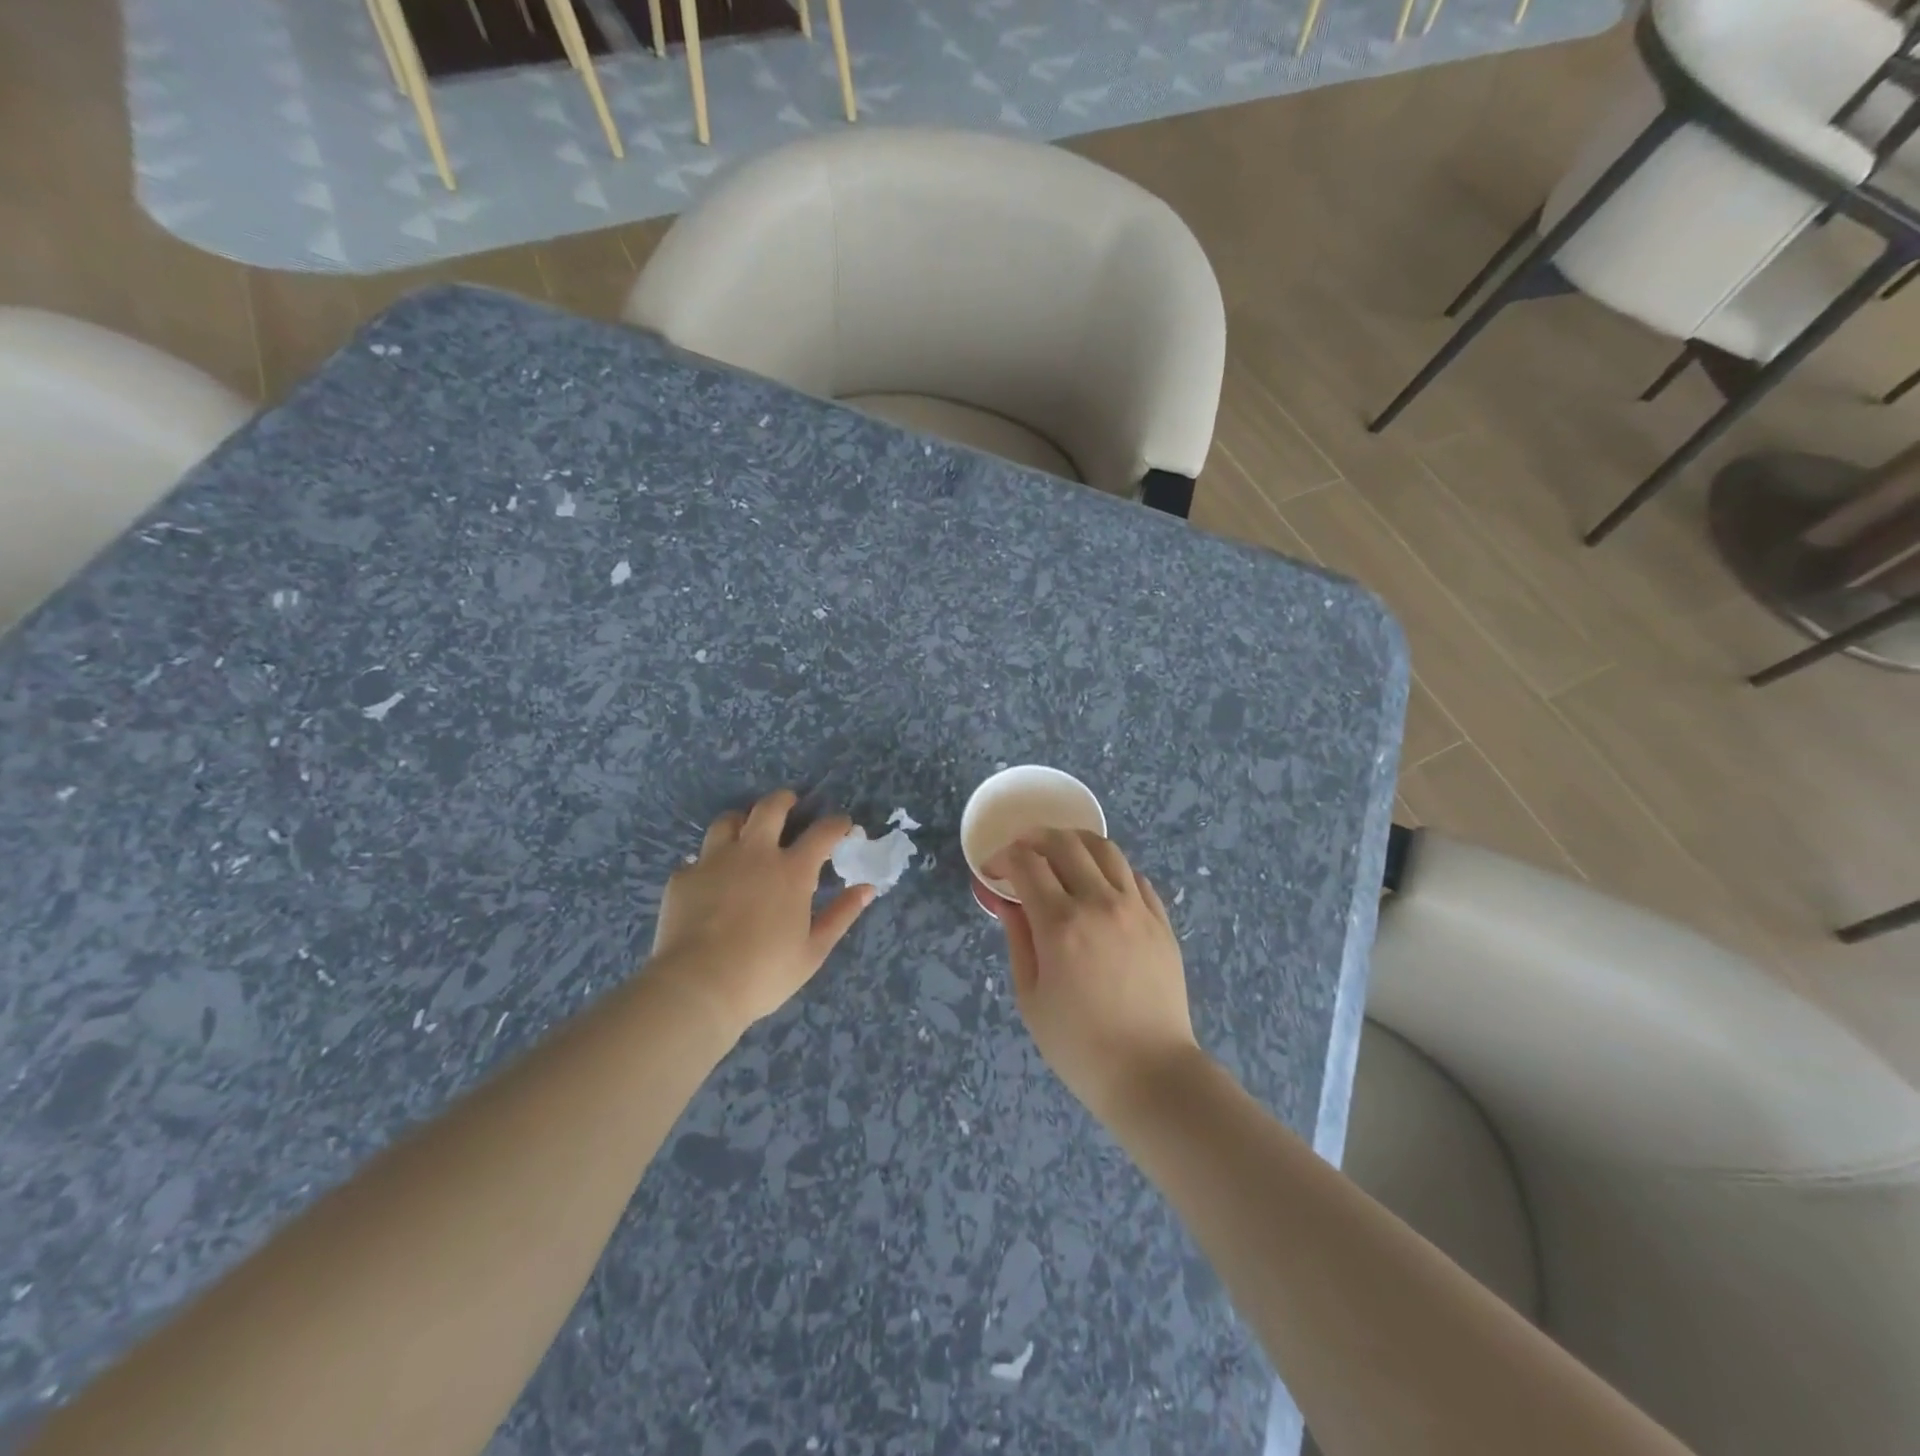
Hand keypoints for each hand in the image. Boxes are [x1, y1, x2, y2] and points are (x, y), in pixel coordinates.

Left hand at [649, 789, 873, 1034]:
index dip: (837, 823)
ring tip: (747, 832)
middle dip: (785, 799)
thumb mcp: (813, 950)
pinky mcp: (684, 877)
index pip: (822, 832)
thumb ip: (841, 914)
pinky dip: (710, 861)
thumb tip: (867, 888)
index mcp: (792, 871)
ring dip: (743, 821)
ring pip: (728, 821)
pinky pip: (699, 857)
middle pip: (770, 807)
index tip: (842, 825)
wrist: (697, 987)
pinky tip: (712, 879)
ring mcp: (714, 861)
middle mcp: (754, 854)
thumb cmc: (764, 973)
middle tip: (791, 804)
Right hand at [980, 830, 1199, 1125]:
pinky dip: (1109, 868)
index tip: (993, 870)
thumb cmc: (1079, 1045)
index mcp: (1061, 924)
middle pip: (1064, 843)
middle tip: (1021, 854)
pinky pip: (1133, 875)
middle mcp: (1099, 903)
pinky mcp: (1160, 920)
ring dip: (1074, 842)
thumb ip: (1018, 940)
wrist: (1150, 1072)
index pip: (1027, 863)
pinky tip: (1098, 883)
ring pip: (1104, 849)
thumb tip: (1009, 902)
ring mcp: (1135, 908)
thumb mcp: (1031, 997)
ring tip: (1059, 854)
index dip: (1004, 857)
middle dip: (1034, 838)